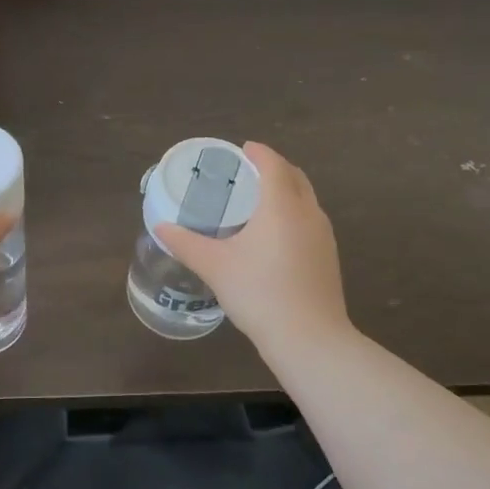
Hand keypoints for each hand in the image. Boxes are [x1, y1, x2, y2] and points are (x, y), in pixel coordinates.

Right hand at [155, 142, 348, 351]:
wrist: (310, 339)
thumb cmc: (259, 293)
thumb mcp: (215, 266)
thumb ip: (186, 243)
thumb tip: (160, 227)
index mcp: (282, 205)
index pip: (273, 164)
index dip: (258, 153)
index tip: (242, 149)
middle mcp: (308, 212)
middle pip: (295, 176)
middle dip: (274, 168)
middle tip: (248, 173)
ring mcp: (324, 236)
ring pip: (306, 199)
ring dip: (287, 191)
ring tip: (260, 201)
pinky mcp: (329, 257)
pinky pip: (311, 221)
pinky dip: (294, 213)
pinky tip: (276, 236)